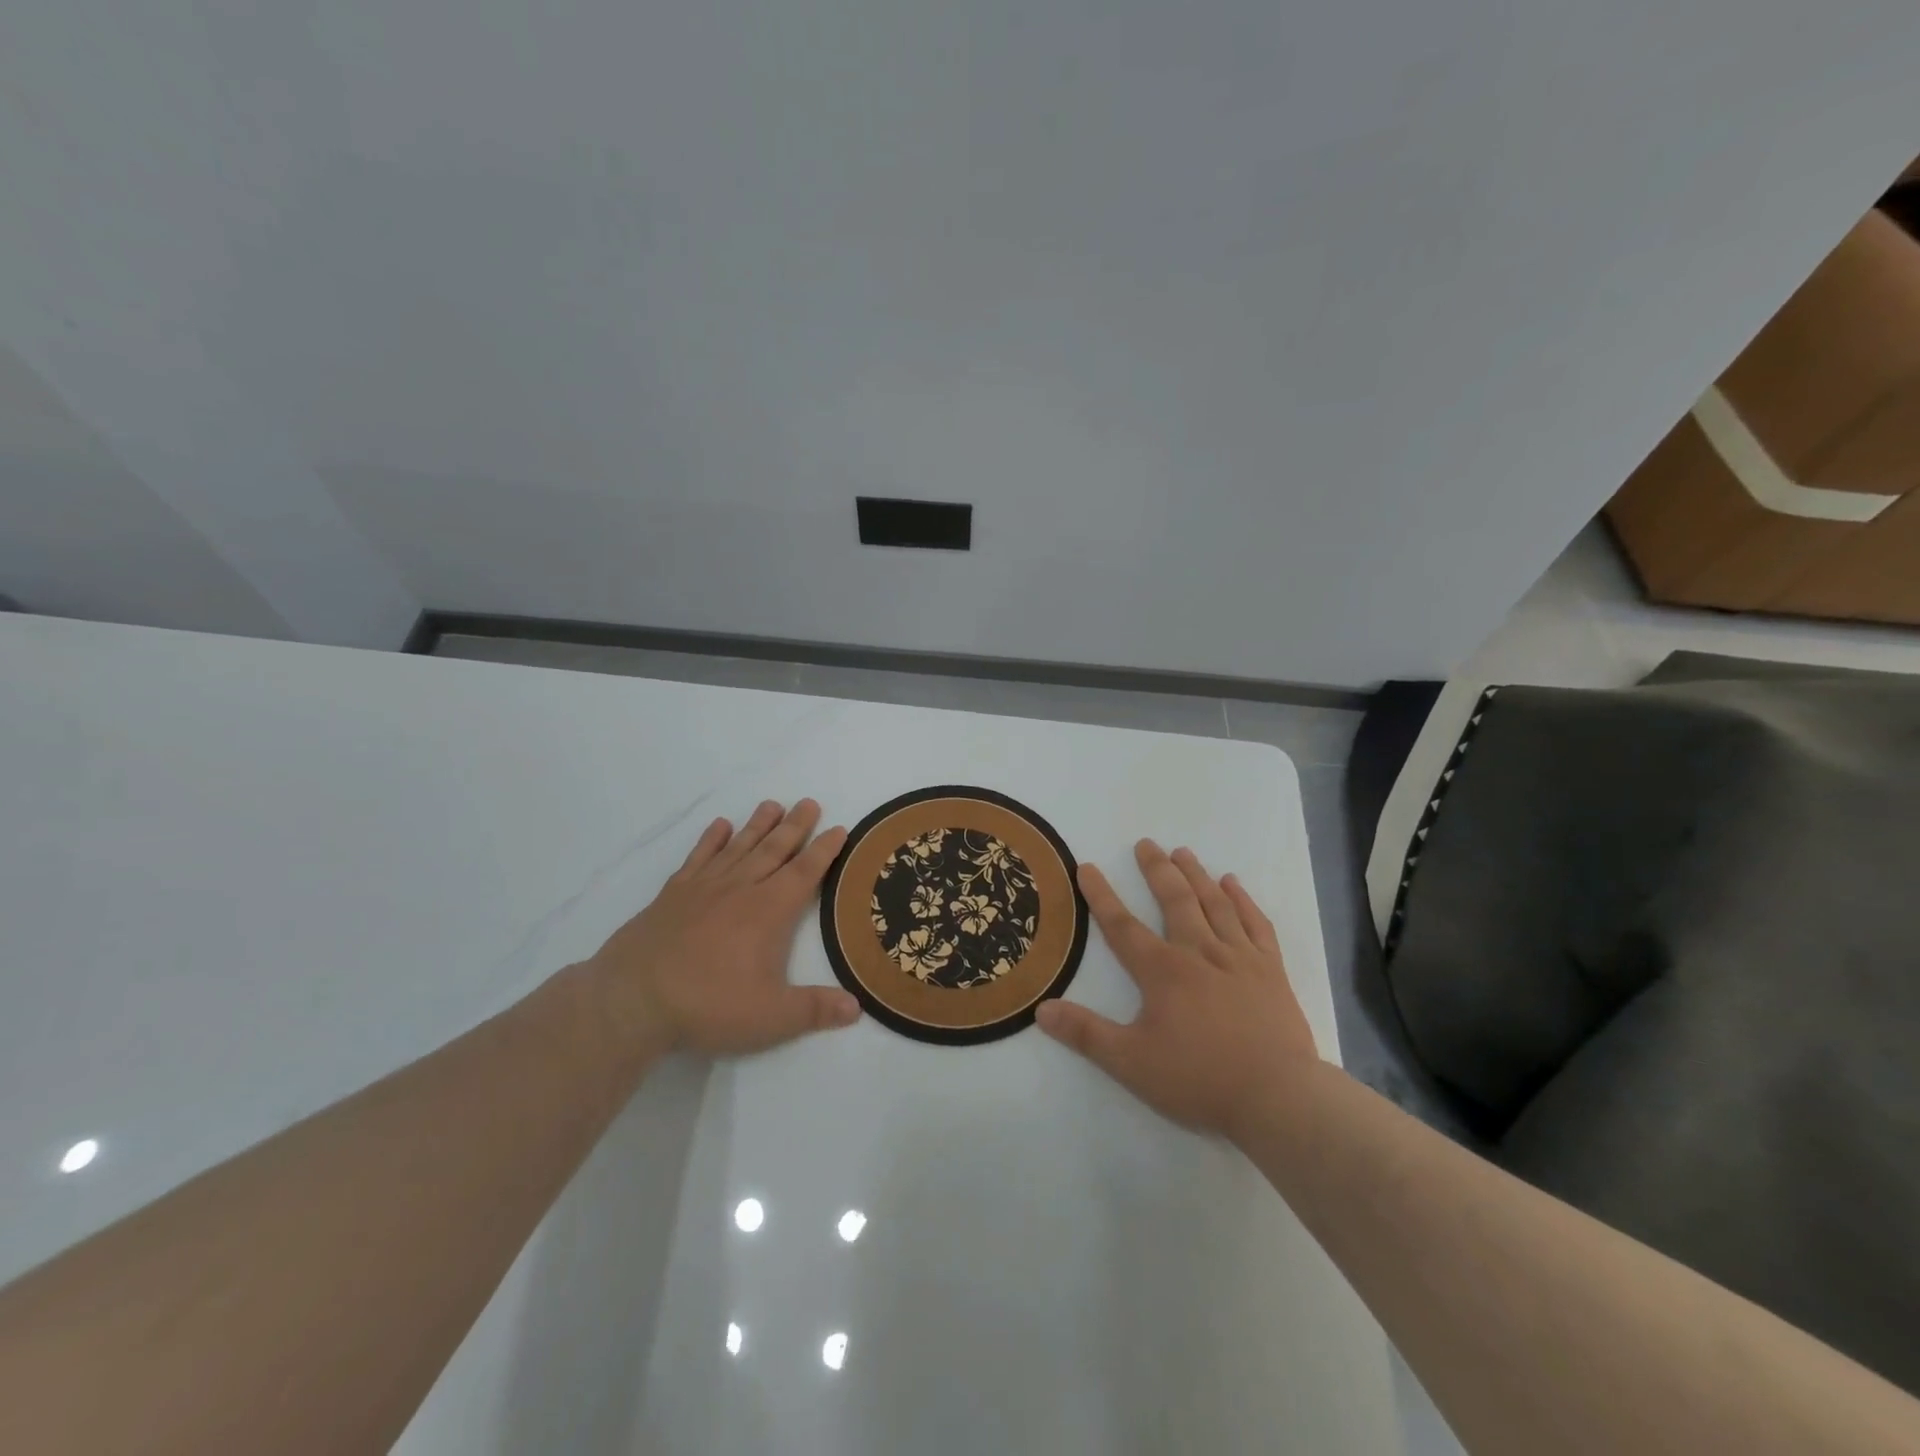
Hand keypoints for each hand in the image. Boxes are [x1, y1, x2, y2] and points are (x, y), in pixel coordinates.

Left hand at [584, 799, 860, 1057]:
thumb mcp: (771, 1017)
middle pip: (774, 850)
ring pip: (738, 847)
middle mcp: (740, 889)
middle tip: (809, 803)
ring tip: (772, 804)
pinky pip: (698, 858)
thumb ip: (815, 1010)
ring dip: (757, 825)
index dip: (824, 850)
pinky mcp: (673, 895)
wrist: (631, 1001)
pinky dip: (711, 840)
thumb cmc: (708, 1005)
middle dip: (795, 827)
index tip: (839, 828)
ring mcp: (703, 888)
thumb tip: (857, 1008)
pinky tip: (719, 826)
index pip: (805, 872)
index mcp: (769, 911)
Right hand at [1035, 839, 1321, 1139]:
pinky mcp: (1271, 970)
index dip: (1101, 896)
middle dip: (1157, 870)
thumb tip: (1041, 1009)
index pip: (1123, 926)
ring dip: (1197, 875)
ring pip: (1215, 904)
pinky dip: (1243, 901)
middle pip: (1174, 901)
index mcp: (1163, 971)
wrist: (1278, 1096)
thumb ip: (1086, 1034)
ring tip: (1183, 852)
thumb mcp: (1131, 1062)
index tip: (1086, 867)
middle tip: (1146, 843)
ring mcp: (1239, 957)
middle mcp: (1199, 952)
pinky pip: (1256, 924)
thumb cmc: (1200, 1079)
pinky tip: (1233, 884)